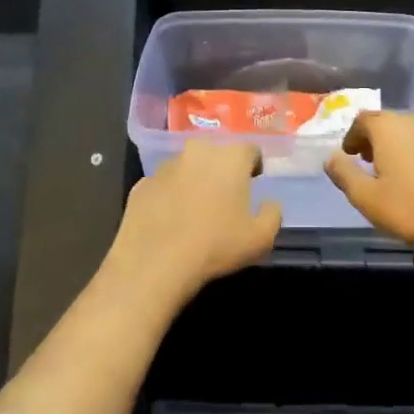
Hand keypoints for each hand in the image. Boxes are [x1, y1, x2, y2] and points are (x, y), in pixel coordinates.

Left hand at [104, 140, 281, 303]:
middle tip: (226, 196)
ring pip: (187, 166)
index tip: (253, 182)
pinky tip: (171, 220)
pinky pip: (163, 185)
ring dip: (194, 180)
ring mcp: (165, 167)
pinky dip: (170, 195)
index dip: (254, 165)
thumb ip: (272, 214)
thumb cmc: (216, 245)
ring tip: (196, 209)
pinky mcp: (141, 185)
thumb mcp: (261, 238)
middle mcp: (197, 152)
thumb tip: (269, 203)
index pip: (250, 149)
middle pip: (216, 153)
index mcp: (230, 158)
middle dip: (223, 169)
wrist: (155, 263)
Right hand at [324, 112, 413, 268]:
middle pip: (390, 124)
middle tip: (369, 166)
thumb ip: (344, 175)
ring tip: (398, 176)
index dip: (352, 137)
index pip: (363, 120)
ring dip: (402, 150)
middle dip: (376, 142)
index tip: (349, 156)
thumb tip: (331, 157)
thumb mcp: (367, 199)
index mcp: (390, 128)